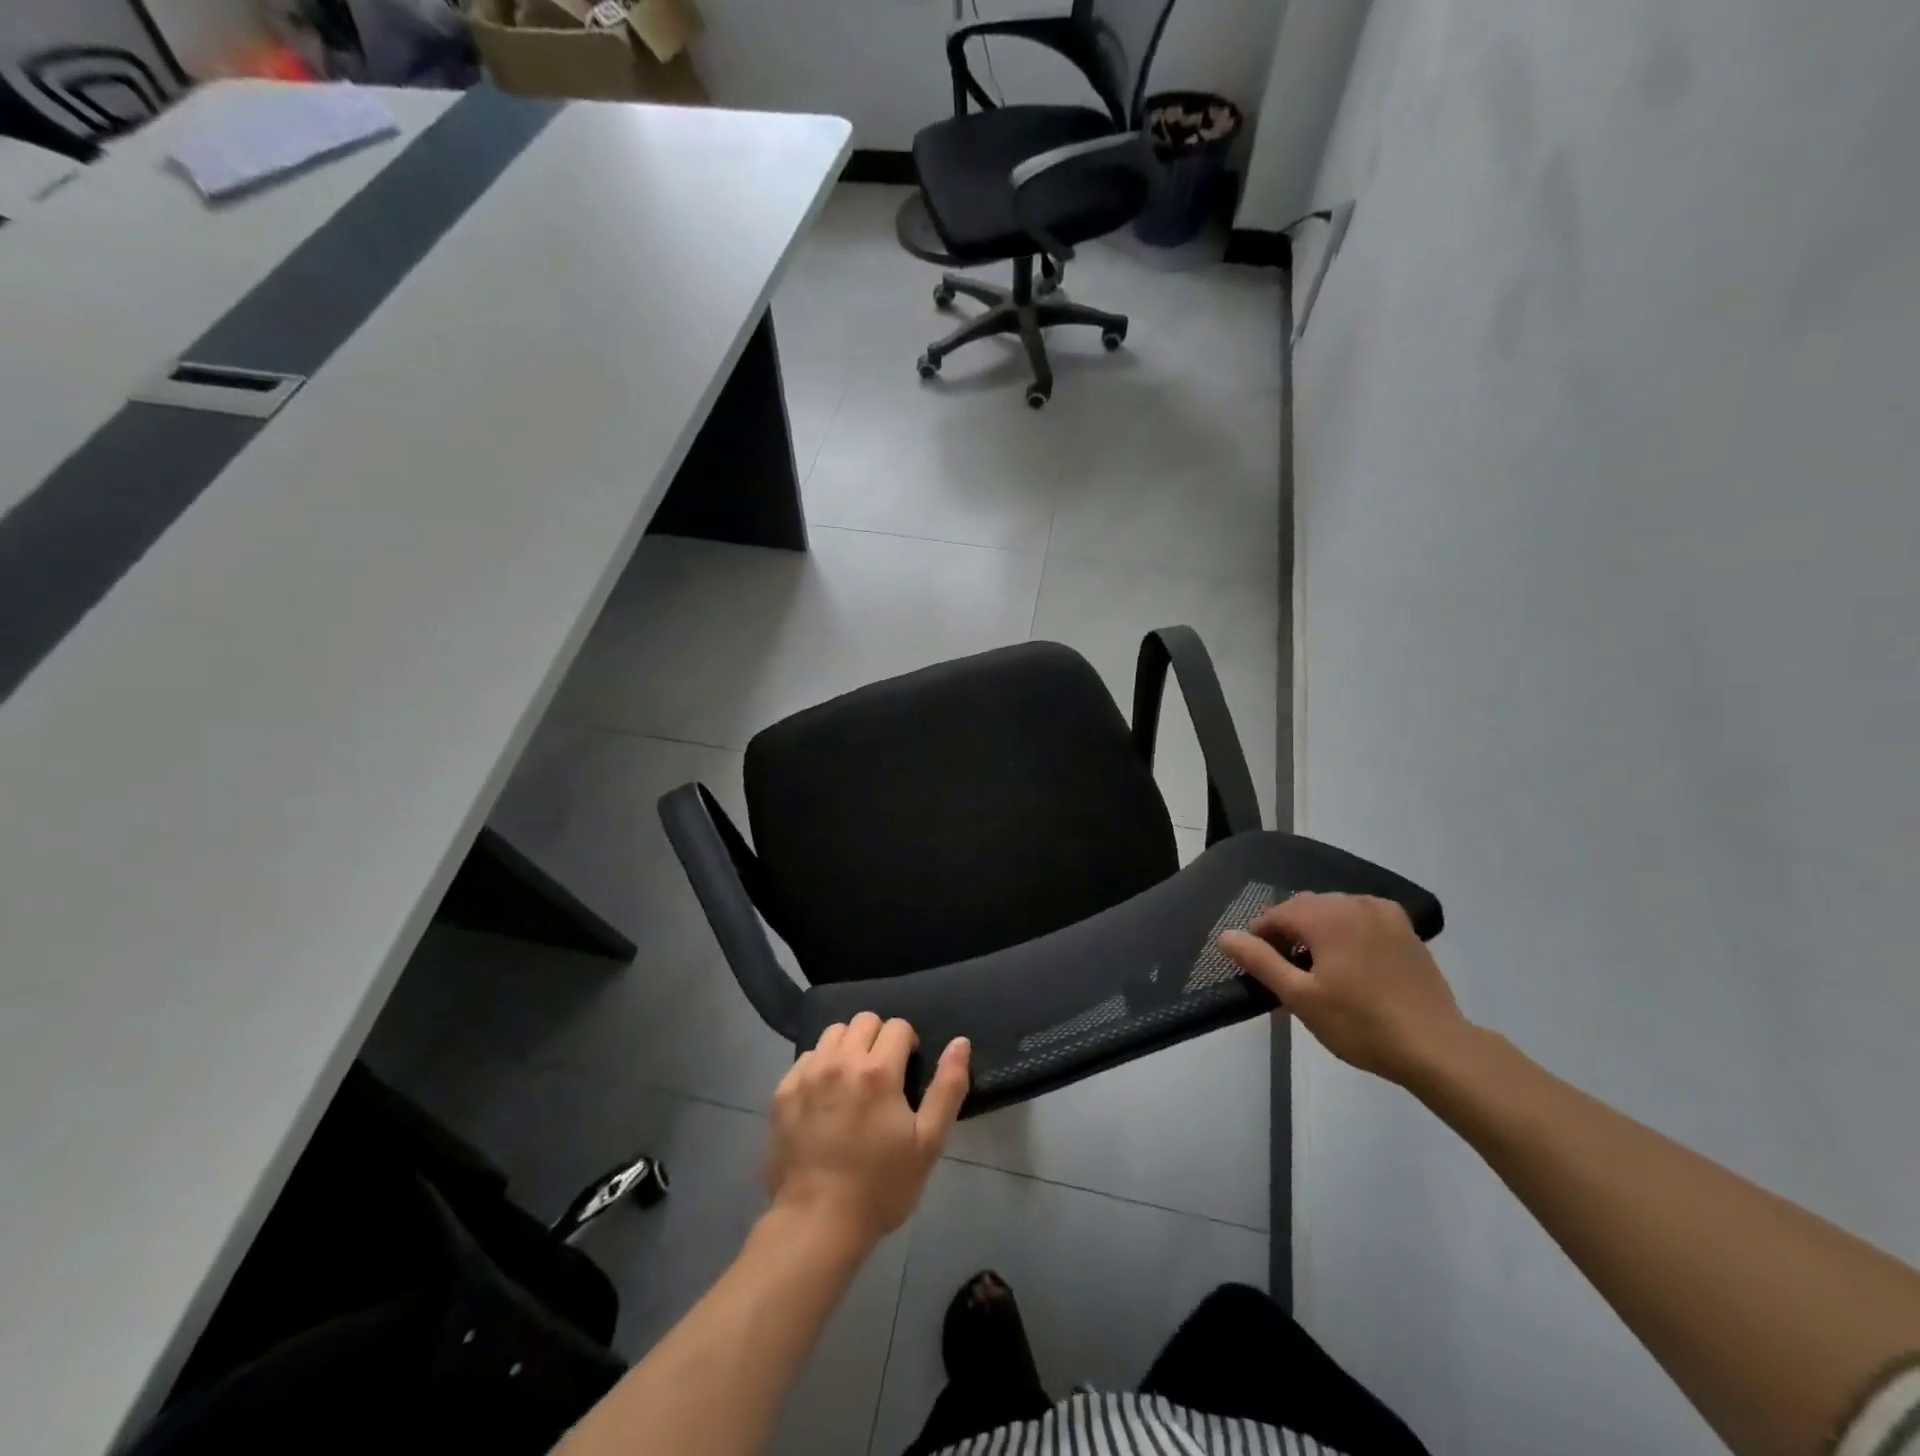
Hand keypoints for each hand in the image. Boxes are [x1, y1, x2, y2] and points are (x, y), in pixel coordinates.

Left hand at [766, 1013, 969, 1249]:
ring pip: (832, 1033)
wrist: (817, 1224)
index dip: (908, 1044)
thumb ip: (947, 1087)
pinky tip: (824, 1098)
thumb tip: (960, 1042)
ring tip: (852, 1080)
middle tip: (882, 1075)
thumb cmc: (880, 1186)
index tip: (907, 1072)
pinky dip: (819, 1066)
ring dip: (848, 1047)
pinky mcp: (783, 1092)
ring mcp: (807, 1074)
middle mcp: (840, 1061)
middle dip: (878, 1038)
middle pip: (864, 1020)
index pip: (898, 1026)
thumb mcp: (928, 1143)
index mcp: (878, 1071)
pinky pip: (806, 1058)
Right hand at [1219, 892, 1472, 1085]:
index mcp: (1326, 916)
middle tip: (1288, 970)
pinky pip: (1363, 917)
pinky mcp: (1406, 929)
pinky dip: (1348, 930)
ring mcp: (1384, 914)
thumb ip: (1260, 961)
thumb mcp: (1300, 997)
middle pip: (1306, 907)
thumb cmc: (1361, 1024)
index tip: (1261, 966)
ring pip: (1335, 909)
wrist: (1437, 1048)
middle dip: (1290, 931)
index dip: (1261, 937)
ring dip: (1319, 929)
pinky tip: (1352, 961)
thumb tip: (1225, 935)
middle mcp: (1354, 903)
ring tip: (1320, 968)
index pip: (1277, 914)